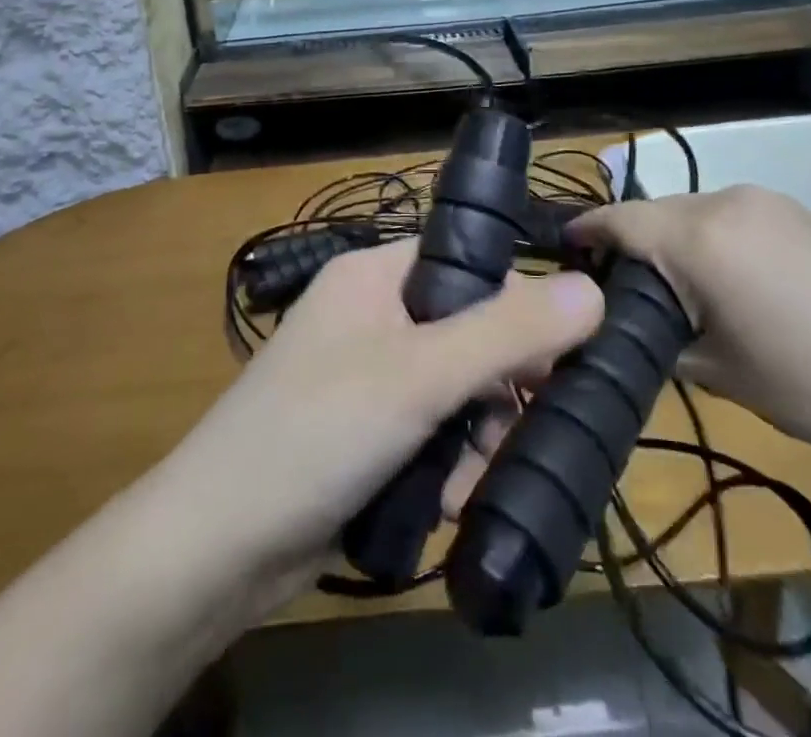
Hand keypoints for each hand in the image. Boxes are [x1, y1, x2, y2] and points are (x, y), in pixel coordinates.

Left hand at [159, 240, 603, 603]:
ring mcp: (367, 376)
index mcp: (376, 275)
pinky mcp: (366, 432)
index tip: (551, 362)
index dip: (515, 307)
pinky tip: (441, 503)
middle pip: (469, 333)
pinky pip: (433, 433)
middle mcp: (372, 315)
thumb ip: (507, 333)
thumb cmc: (317, 431)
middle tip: (500, 434)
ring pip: (458, 392)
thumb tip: (594, 290)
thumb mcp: (420, 375)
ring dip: (474, 441)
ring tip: (460, 481)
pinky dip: (447, 467)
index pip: (468, 265)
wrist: (216, 546)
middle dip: (493, 392)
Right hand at [569, 186, 810, 472]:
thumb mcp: (724, 374)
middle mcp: (725, 201)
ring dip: (672, 246)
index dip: (583, 234)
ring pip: (692, 215)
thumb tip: (630, 322)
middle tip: (619, 296)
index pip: (617, 220)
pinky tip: (730, 287)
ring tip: (676, 297)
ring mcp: (768, 201)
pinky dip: (711, 243)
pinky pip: (730, 219)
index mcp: (698, 236)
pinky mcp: (800, 213)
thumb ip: (662, 336)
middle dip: (629, 247)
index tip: (561, 257)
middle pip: (653, 215)